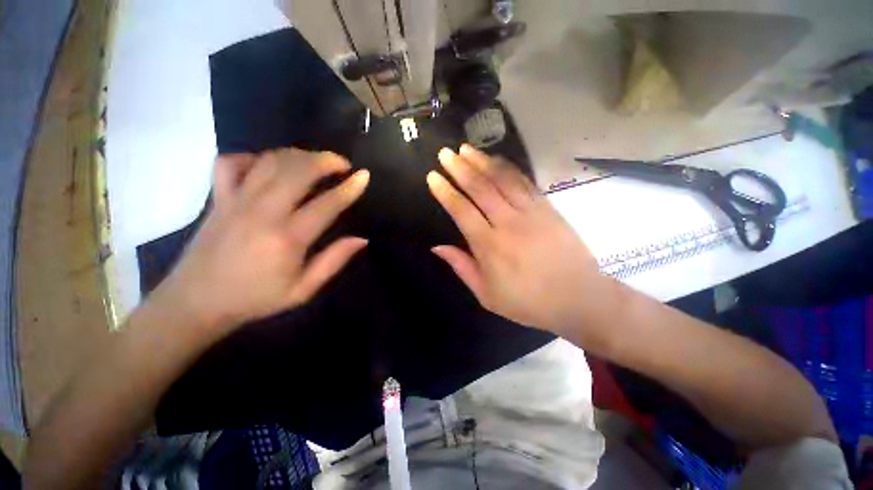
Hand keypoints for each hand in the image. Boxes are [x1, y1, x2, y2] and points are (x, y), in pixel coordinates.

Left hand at [150, 148, 368, 338]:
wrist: (196, 303)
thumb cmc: (256, 298)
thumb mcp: (303, 289)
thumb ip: (334, 261)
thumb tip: (362, 239)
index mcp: (287, 239)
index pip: (327, 205)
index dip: (349, 188)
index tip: (364, 176)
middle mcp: (262, 213)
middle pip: (297, 171)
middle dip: (325, 160)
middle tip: (342, 164)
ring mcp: (236, 202)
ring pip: (269, 162)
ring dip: (297, 155)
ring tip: (314, 161)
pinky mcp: (217, 199)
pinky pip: (230, 163)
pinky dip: (252, 157)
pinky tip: (268, 166)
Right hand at [427, 145, 613, 339]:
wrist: (578, 297)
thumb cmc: (528, 302)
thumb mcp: (487, 295)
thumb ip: (461, 267)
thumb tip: (437, 247)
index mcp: (489, 246)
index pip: (461, 210)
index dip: (445, 192)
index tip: (432, 176)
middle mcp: (507, 223)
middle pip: (480, 188)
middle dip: (459, 168)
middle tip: (445, 153)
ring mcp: (530, 212)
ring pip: (502, 179)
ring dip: (482, 161)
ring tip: (466, 148)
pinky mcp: (547, 207)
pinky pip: (524, 182)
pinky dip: (508, 168)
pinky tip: (497, 160)